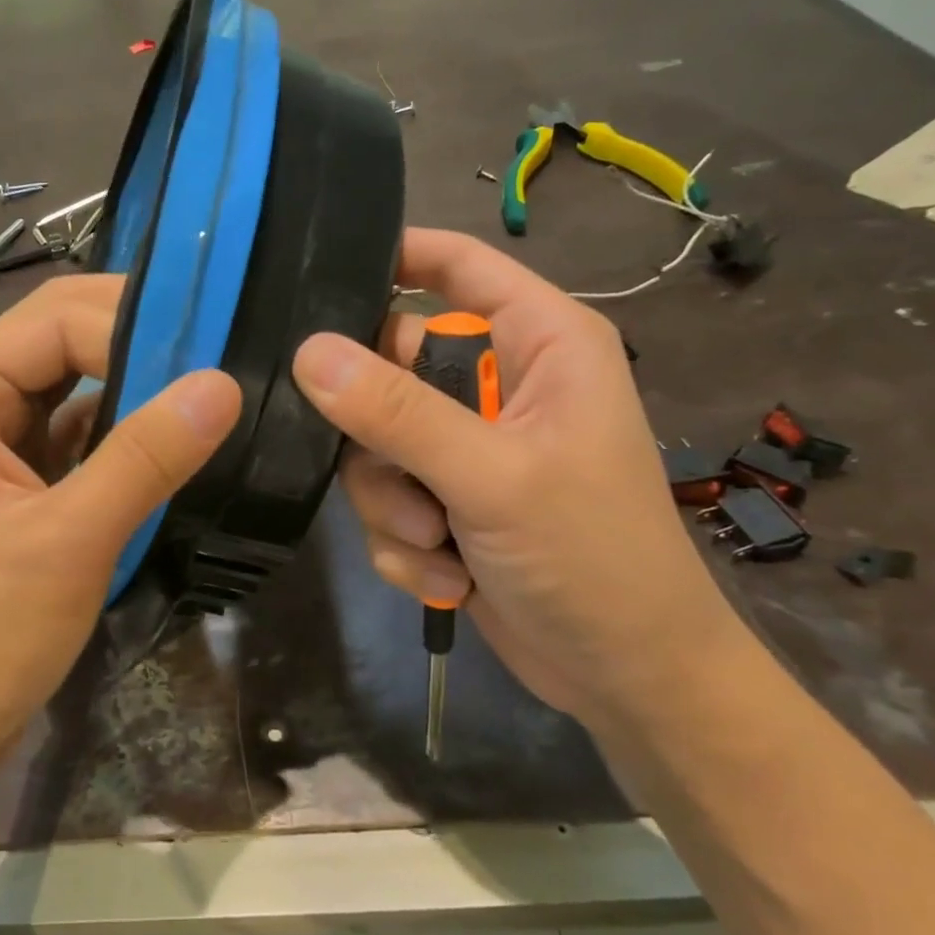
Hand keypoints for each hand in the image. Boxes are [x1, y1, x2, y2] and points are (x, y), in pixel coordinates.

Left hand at [0, 275, 240, 848]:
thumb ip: (145, 456)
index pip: (56, 320)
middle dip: (140, 350)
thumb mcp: (66, 545)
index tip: (220, 354)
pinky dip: (115, 438)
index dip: (141, 326)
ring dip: (134, 393)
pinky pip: (65, 436)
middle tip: (224, 364)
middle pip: (59, 342)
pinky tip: (170, 444)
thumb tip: (223, 384)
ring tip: (210, 397)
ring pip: (67, 388)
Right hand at [290, 228, 743, 725]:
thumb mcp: (493, 477)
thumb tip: (308, 351)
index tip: (316, 277)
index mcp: (539, 344)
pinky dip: (406, 543)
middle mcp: (500, 386)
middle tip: (401, 474)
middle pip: (390, 366)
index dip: (393, 256)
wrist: (626, 678)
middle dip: (380, 434)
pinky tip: (449, 575)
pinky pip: (387, 500)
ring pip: (377, 445)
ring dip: (394, 502)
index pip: (457, 265)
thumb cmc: (592, 558)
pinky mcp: (447, 503)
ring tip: (441, 541)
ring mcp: (468, 448)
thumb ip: (399, 411)